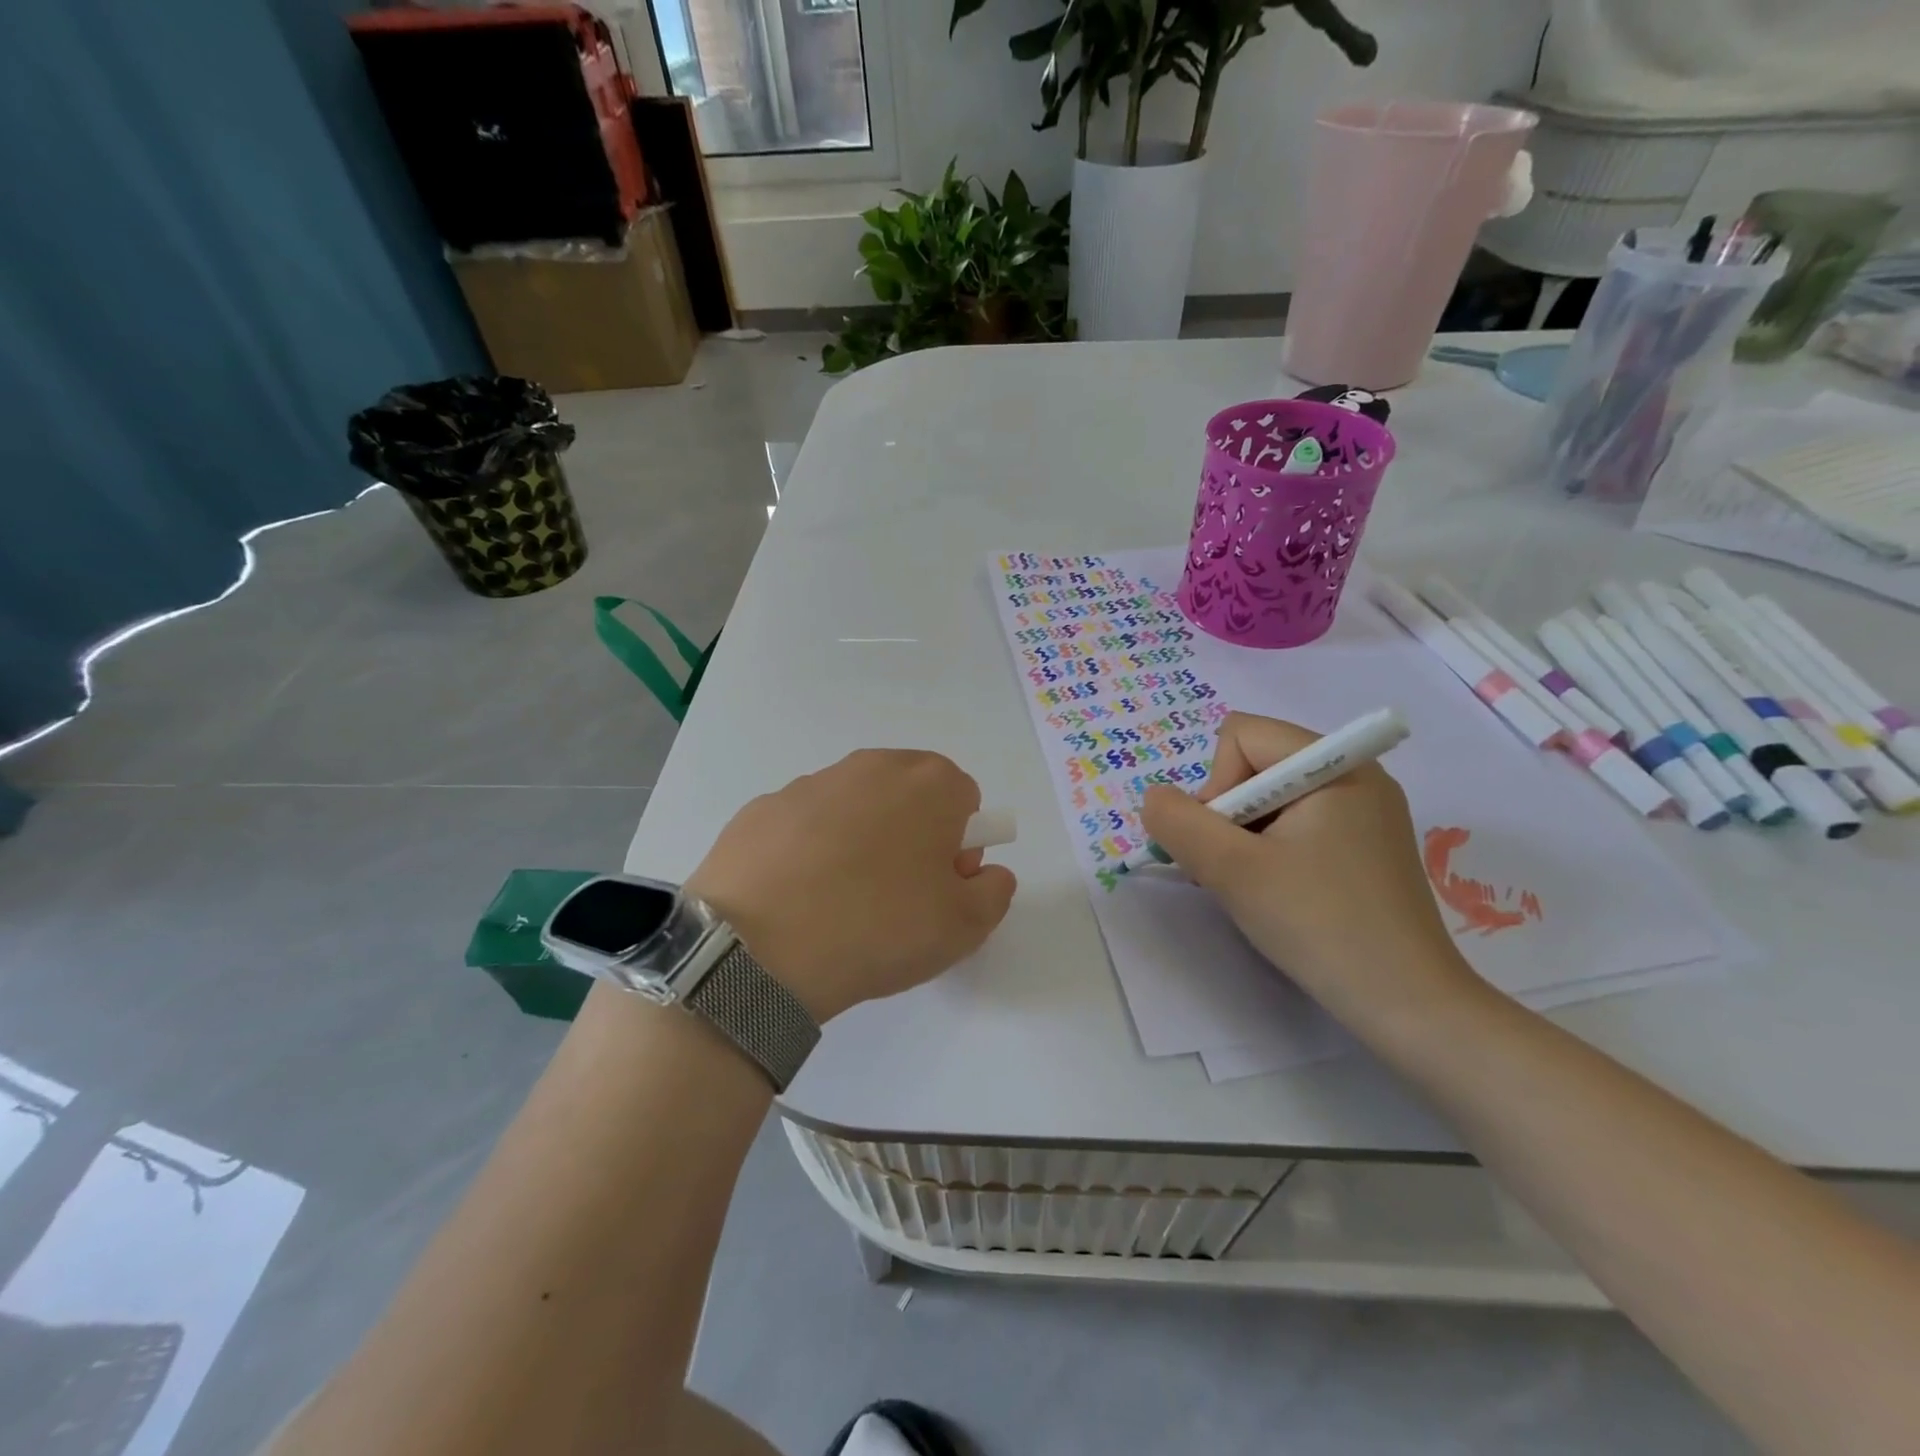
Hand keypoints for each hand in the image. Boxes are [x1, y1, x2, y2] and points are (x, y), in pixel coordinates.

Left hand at [687, 749, 1016, 1022]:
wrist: (758, 948)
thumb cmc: (879, 928)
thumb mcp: (964, 927)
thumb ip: (995, 892)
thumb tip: (984, 872)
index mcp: (928, 783)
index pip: (964, 800)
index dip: (960, 846)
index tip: (939, 887)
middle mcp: (870, 767)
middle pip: (908, 795)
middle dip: (912, 835)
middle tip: (895, 896)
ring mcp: (809, 783)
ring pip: (853, 808)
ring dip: (859, 841)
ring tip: (838, 904)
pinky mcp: (760, 808)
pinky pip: (802, 826)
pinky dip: (807, 851)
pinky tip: (794, 899)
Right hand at [1140, 713, 1480, 1030]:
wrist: (1408, 1007)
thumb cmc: (1320, 925)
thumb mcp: (1232, 870)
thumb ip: (1179, 823)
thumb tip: (1155, 798)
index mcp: (1337, 765)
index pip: (1242, 736)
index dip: (1217, 784)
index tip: (1227, 843)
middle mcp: (1356, 776)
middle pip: (1256, 764)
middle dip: (1228, 814)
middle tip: (1232, 868)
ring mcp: (1366, 813)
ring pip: (1271, 798)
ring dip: (1244, 837)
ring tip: (1252, 886)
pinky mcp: (1366, 847)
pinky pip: (1297, 824)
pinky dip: (1270, 850)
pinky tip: (1276, 892)